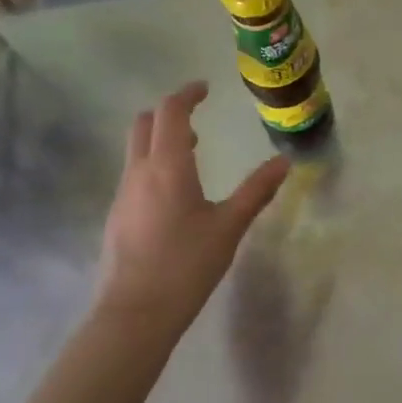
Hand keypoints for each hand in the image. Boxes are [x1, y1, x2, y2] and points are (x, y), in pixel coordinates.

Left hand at [96, 82, 290, 341]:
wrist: (135, 314)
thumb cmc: (186, 265)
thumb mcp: (229, 226)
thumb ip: (257, 190)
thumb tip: (284, 161)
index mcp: (167, 166)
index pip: (171, 112)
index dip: (186, 94)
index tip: (205, 89)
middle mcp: (139, 172)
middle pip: (144, 124)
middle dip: (169, 113)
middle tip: (196, 118)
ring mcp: (123, 194)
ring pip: (136, 149)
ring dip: (161, 140)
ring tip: (192, 154)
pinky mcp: (117, 215)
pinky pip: (134, 173)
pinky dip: (153, 164)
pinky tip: (175, 193)